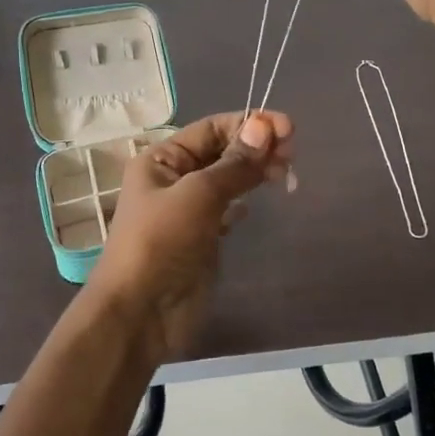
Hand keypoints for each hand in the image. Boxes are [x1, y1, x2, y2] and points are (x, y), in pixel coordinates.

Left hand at [88, 110, 293, 360]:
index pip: (211, 128)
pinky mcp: (202, 237)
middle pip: (221, 151)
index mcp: (161, 159)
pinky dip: (245, 200)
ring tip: (286, 173)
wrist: (141, 312)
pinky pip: (228, 208)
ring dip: (255, 171)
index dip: (249, 124)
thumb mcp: (199, 195)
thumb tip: (264, 127)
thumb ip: (234, 164)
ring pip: (228, 179)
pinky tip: (259, 201)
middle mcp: (173, 178)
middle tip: (292, 154)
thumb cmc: (162, 242)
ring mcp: (188, 209)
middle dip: (256, 147)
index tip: (288, 128)